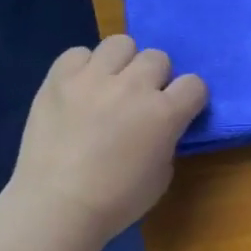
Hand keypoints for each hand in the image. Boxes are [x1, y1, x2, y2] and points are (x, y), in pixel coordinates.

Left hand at [7, 37, 207, 242]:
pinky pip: (78, 53)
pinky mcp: (58, 79)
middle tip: (140, 100)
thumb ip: (167, 138)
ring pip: (121, 43)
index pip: (195, 83)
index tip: (179, 111)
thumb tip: (160, 125)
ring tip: (110, 85)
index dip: (189, 97)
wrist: (56, 207)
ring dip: (122, 63)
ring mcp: (93, 79)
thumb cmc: (117, 200)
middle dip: (155, 77)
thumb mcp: (162, 172)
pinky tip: (80, 89)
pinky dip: (83, 67)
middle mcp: (133, 87)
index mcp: (165, 113)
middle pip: (158, 57)